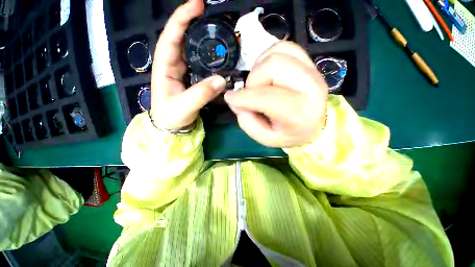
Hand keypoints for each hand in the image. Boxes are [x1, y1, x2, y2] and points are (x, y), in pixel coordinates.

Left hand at [151, 0, 225, 129]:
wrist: (172, 127)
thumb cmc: (171, 117)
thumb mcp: (184, 106)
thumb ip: (201, 93)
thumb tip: (222, 80)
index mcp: (164, 66)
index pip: (171, 36)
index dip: (182, 19)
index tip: (197, 5)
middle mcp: (172, 64)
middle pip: (182, 38)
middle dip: (194, 23)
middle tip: (213, 16)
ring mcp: (183, 71)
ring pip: (192, 50)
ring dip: (203, 39)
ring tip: (218, 31)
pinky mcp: (191, 78)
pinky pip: (200, 63)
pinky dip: (208, 56)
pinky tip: (218, 55)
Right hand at [224, 42, 327, 147]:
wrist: (315, 125)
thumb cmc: (289, 134)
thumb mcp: (265, 138)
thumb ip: (247, 122)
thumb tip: (235, 101)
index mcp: (298, 113)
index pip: (267, 98)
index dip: (244, 97)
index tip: (230, 98)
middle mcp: (310, 87)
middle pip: (273, 66)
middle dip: (253, 80)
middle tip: (251, 93)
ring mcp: (312, 70)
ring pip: (277, 53)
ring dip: (260, 68)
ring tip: (260, 84)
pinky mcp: (309, 62)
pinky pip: (284, 47)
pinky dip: (268, 57)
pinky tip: (267, 73)